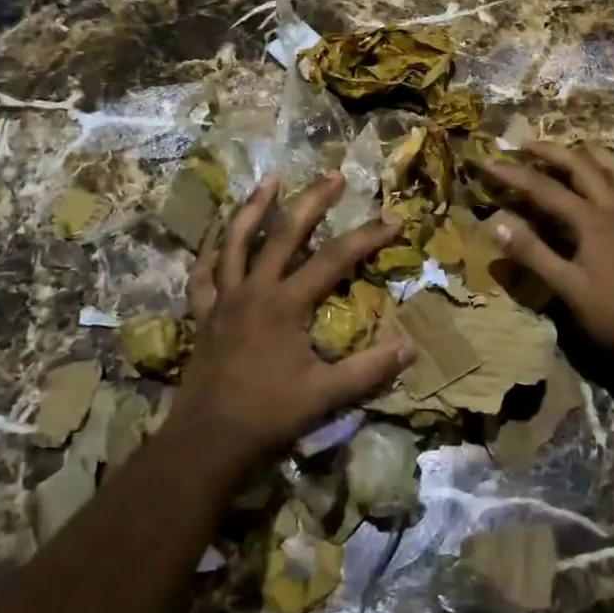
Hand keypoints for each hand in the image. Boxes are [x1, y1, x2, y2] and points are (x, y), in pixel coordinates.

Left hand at [170, 172, 413, 475]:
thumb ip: (369, 369)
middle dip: (312, 201)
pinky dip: (209, 252)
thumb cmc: (269, 413)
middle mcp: (254, 289)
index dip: (367, 237)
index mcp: (286, 303)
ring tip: (270, 180)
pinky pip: (203, 274)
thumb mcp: (326, 394)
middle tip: (333, 175)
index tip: (393, 219)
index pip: (335, 259)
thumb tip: (411, 347)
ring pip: (237, 241)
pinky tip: (217, 238)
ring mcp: (224, 298)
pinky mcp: (204, 313)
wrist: (208, 437)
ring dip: (254, 208)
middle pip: (285, 233)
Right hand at [484, 142, 613, 362]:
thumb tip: (497, 225)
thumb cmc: (611, 313)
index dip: (514, 174)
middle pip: (580, 165)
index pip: (545, 188)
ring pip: (611, 167)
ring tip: (565, 149)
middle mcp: (613, 208)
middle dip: (549, 151)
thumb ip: (533, 254)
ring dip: (585, 153)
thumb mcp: (567, 288)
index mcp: (592, 221)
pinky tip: (597, 178)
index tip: (488, 162)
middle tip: (523, 144)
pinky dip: (607, 170)